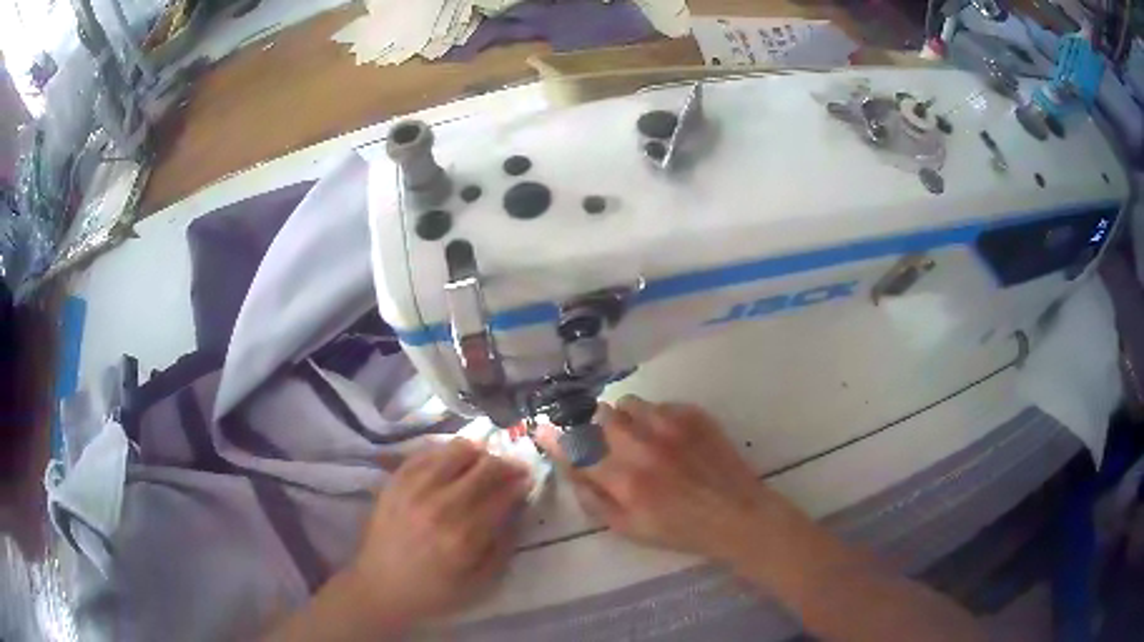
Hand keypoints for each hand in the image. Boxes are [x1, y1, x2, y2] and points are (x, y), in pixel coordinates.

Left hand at [348, 438, 531, 626]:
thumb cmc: (433, 592)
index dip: (520, 483)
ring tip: (483, 462)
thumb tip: (517, 512)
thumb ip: (503, 548)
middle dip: (505, 464)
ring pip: (456, 451)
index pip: (502, 495)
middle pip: (484, 467)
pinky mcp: (395, 481)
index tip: (528, 480)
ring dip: (478, 453)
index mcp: (464, 536)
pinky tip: (454, 461)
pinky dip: (446, 452)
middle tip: (512, 469)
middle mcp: (440, 506)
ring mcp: (414, 489)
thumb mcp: (479, 584)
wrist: (379, 587)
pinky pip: (427, 453)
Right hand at [540, 395, 796, 563]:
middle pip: (599, 416)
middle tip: (603, 439)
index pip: (577, 449)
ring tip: (636, 435)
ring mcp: (671, 426)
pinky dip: (655, 417)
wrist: (737, 514)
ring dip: (624, 417)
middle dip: (593, 425)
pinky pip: (660, 404)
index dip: (555, 437)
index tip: (543, 428)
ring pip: (629, 403)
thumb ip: (594, 501)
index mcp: (625, 480)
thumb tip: (572, 471)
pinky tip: (668, 437)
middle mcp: (644, 446)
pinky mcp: (694, 416)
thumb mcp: (630, 529)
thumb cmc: (681, 529)